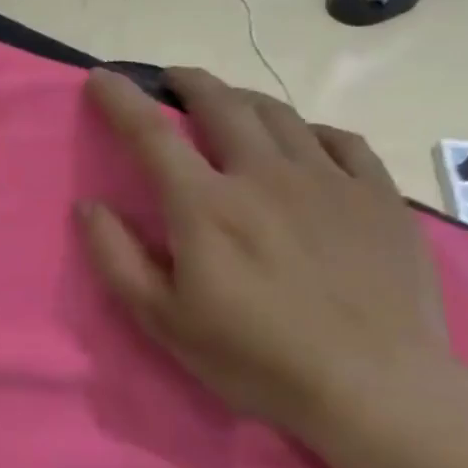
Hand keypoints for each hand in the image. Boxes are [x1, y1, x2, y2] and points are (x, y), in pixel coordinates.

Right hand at [78, 67, 450, 442]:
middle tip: (172, 79)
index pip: (151, 133)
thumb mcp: (162, 319)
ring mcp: (328, 181)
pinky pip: (341, 140)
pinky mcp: (378, 198)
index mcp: (205, 205)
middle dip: (189, 82)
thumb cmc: (254, 357)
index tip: (102, 78)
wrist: (376, 389)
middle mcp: (264, 176)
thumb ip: (117, 257)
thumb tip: (89, 206)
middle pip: (222, 104)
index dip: (121, 99)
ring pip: (279, 114)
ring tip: (229, 104)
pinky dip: (309, 130)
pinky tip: (304, 141)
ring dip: (243, 99)